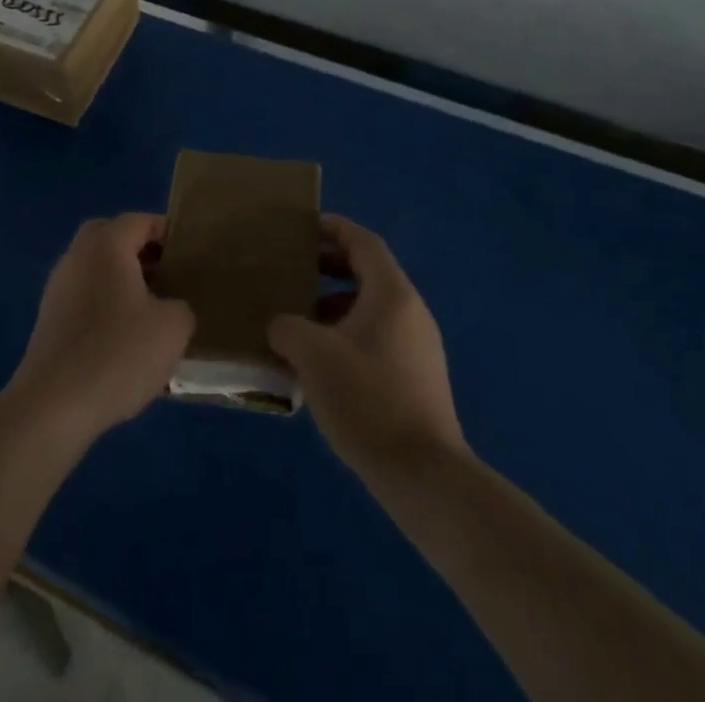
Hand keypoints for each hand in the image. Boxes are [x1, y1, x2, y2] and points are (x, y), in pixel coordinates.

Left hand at [7, 214, 194, 447]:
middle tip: (169, 277)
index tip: (190, 255)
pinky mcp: (49, 320)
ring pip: (97, 269)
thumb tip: (171, 307)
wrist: (53, 406)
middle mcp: (77, 255)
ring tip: (152, 313)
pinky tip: (125, 341)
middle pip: (113, 238)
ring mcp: (58, 287)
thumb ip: (181, 306)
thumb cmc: (118, 353)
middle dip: (142, 253)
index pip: (141, 221)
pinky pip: (86, 297)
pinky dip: (106, 306)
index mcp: (106, 244)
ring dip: (123, 281)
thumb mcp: (172, 328)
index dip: (168, 233)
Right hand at [269, 216, 463, 473]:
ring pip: (371, 308)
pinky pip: (377, 338)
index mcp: (392, 294)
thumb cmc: (368, 399)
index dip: (334, 229)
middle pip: (368, 272)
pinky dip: (347, 334)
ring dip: (334, 305)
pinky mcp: (416, 379)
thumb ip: (288, 328)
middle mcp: (410, 312)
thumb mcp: (313, 356)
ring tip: (297, 320)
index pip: (364, 242)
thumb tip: (280, 324)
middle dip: (329, 267)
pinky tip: (319, 364)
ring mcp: (418, 347)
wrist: (425, 476)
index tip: (302, 228)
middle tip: (292, 272)